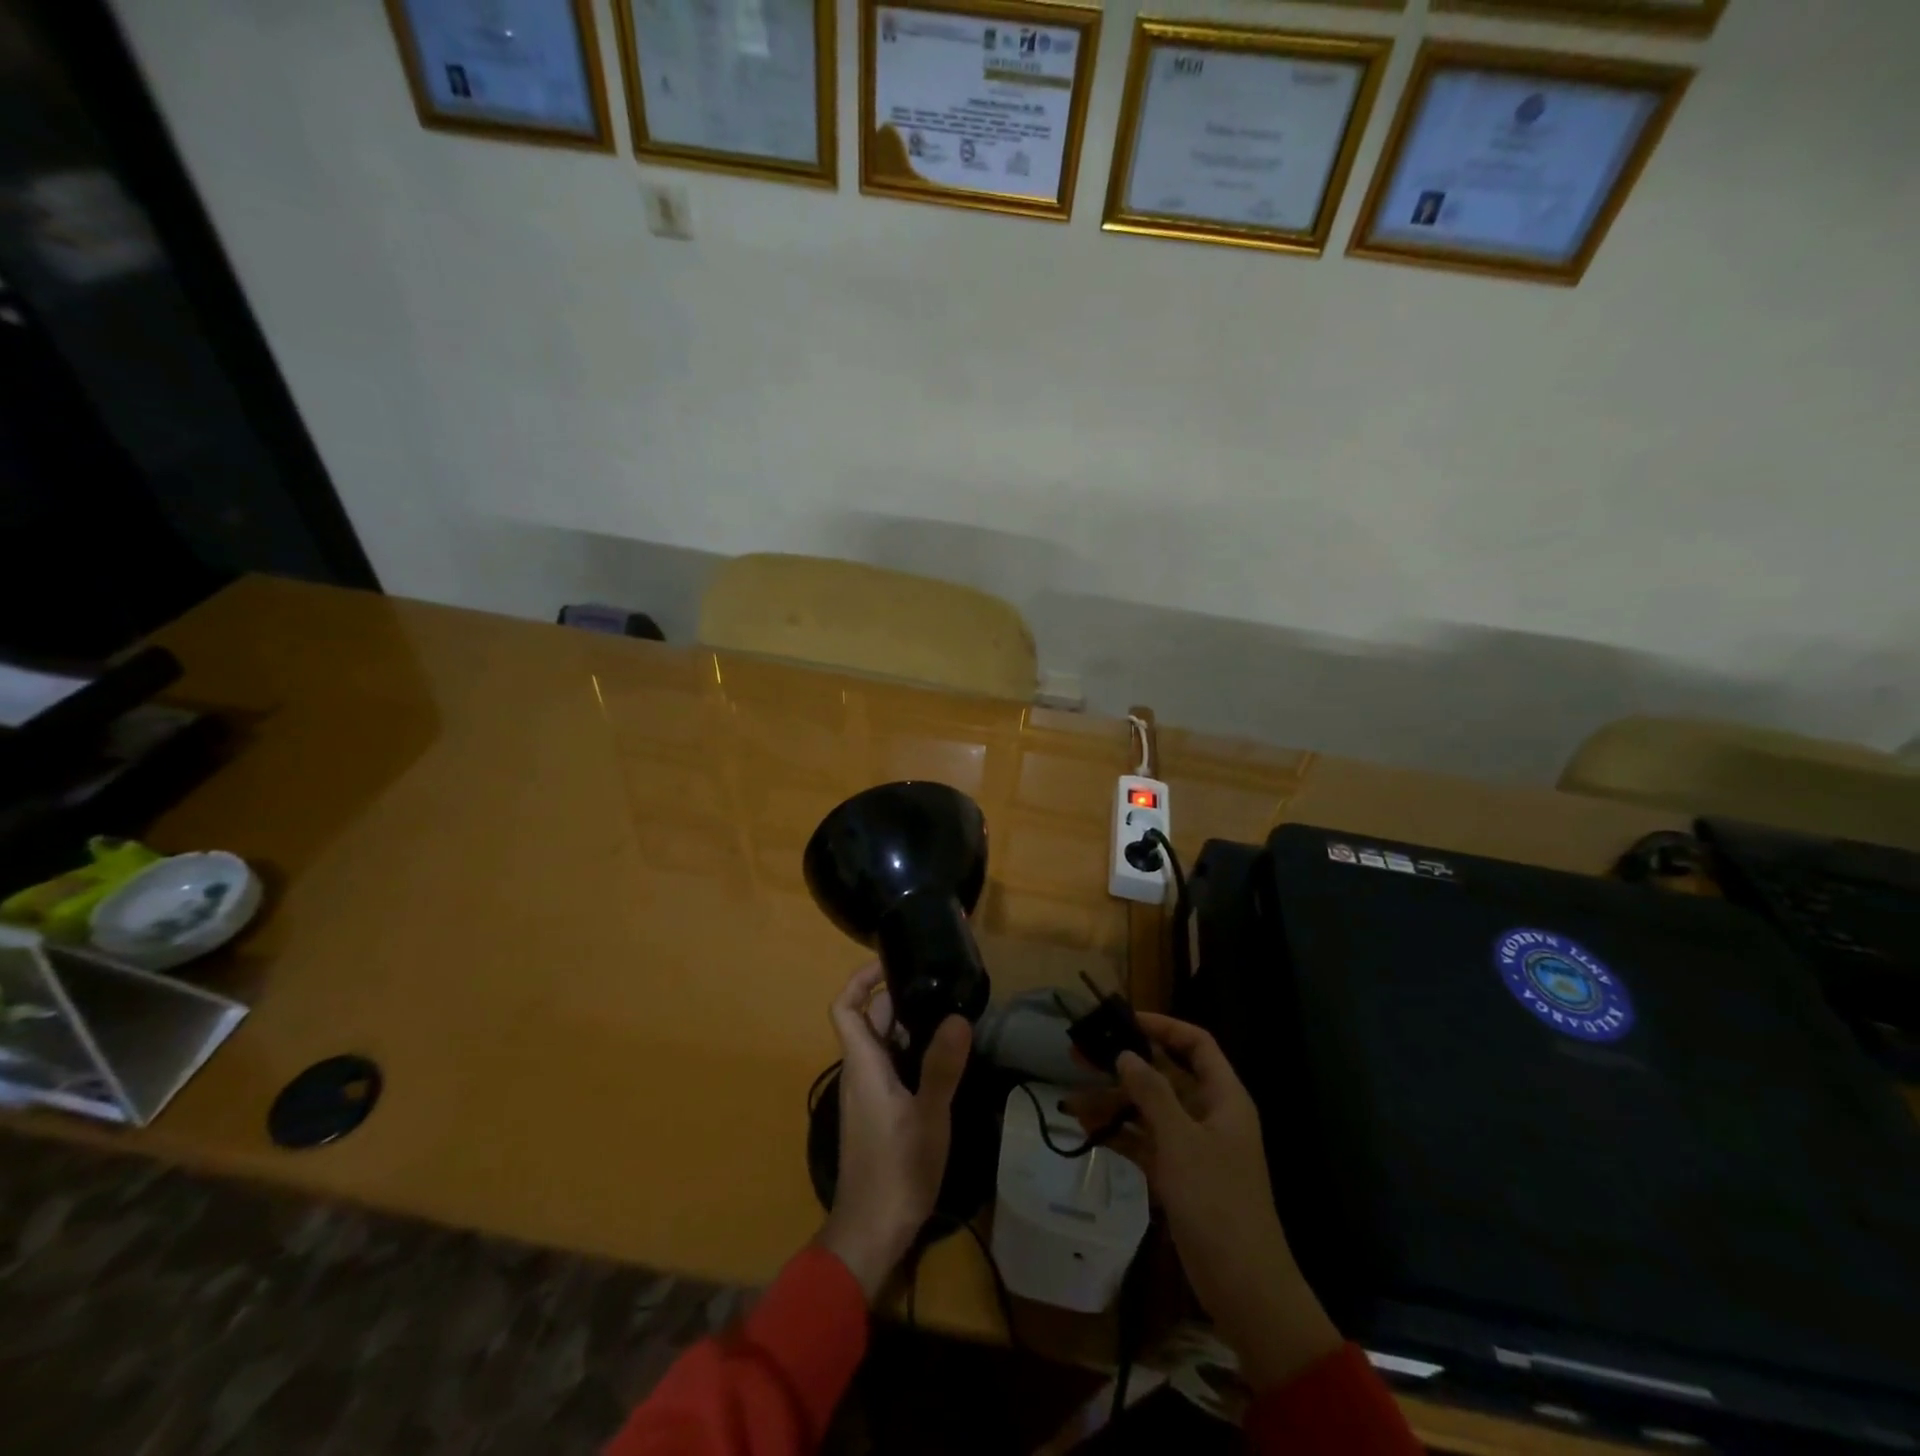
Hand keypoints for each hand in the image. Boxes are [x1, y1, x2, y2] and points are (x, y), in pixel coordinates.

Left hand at [817, 962, 970, 1303]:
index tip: (892, 962)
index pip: (845, 1007)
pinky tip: (943, 1060)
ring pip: (883, 1044)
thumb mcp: (928, 1115)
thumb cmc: (896, 1169)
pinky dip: (912, 1053)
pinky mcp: (879, 1113)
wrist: (872, 1231)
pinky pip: (891, 1067)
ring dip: (909, 1026)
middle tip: (939, 986)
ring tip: (949, 1015)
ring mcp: (867, 1094)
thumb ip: (942, 1066)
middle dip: (898, 998)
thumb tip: (957, 1016)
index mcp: (863, 1063)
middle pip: (870, 1021)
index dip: (861, 979)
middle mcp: (860, 1072)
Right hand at [1065, 1013, 1340, 1388]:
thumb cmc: (1217, 1201)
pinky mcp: (1179, 1176)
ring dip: (1114, 1103)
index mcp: (1223, 1097)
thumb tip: (1126, 1054)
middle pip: (1165, 1075)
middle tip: (1081, 1054)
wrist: (1244, 1287)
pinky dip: (1120, 1135)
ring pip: (1149, 1110)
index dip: (1163, 1026)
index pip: (1196, 1044)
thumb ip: (1151, 1092)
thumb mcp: (1181, 1140)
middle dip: (1125, 1065)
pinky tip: (1088, 1131)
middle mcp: (1209, 1114)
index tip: (1124, 1020)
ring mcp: (1193, 1147)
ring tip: (1072, 1101)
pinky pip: (1145, 1142)